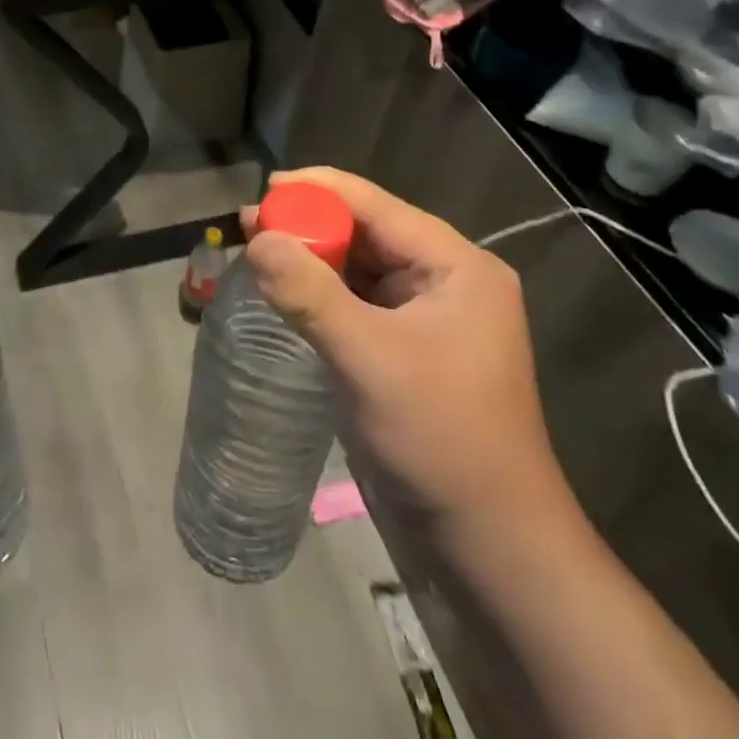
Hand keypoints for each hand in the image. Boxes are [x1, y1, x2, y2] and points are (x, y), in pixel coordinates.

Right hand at [242, 167, 573, 542]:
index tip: (262, 190)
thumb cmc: (440, 440)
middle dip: (309, 225)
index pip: (377, 206)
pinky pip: (358, 304)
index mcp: (457, 267)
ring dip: (312, 259)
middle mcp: (447, 282)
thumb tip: (255, 238)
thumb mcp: (368, 358)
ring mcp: (429, 319)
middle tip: (248, 226)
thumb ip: (309, 292)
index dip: (318, 191)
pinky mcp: (409, 351)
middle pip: (367, 233)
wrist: (490, 548)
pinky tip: (286, 295)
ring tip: (257, 254)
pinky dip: (322, 294)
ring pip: (360, 269)